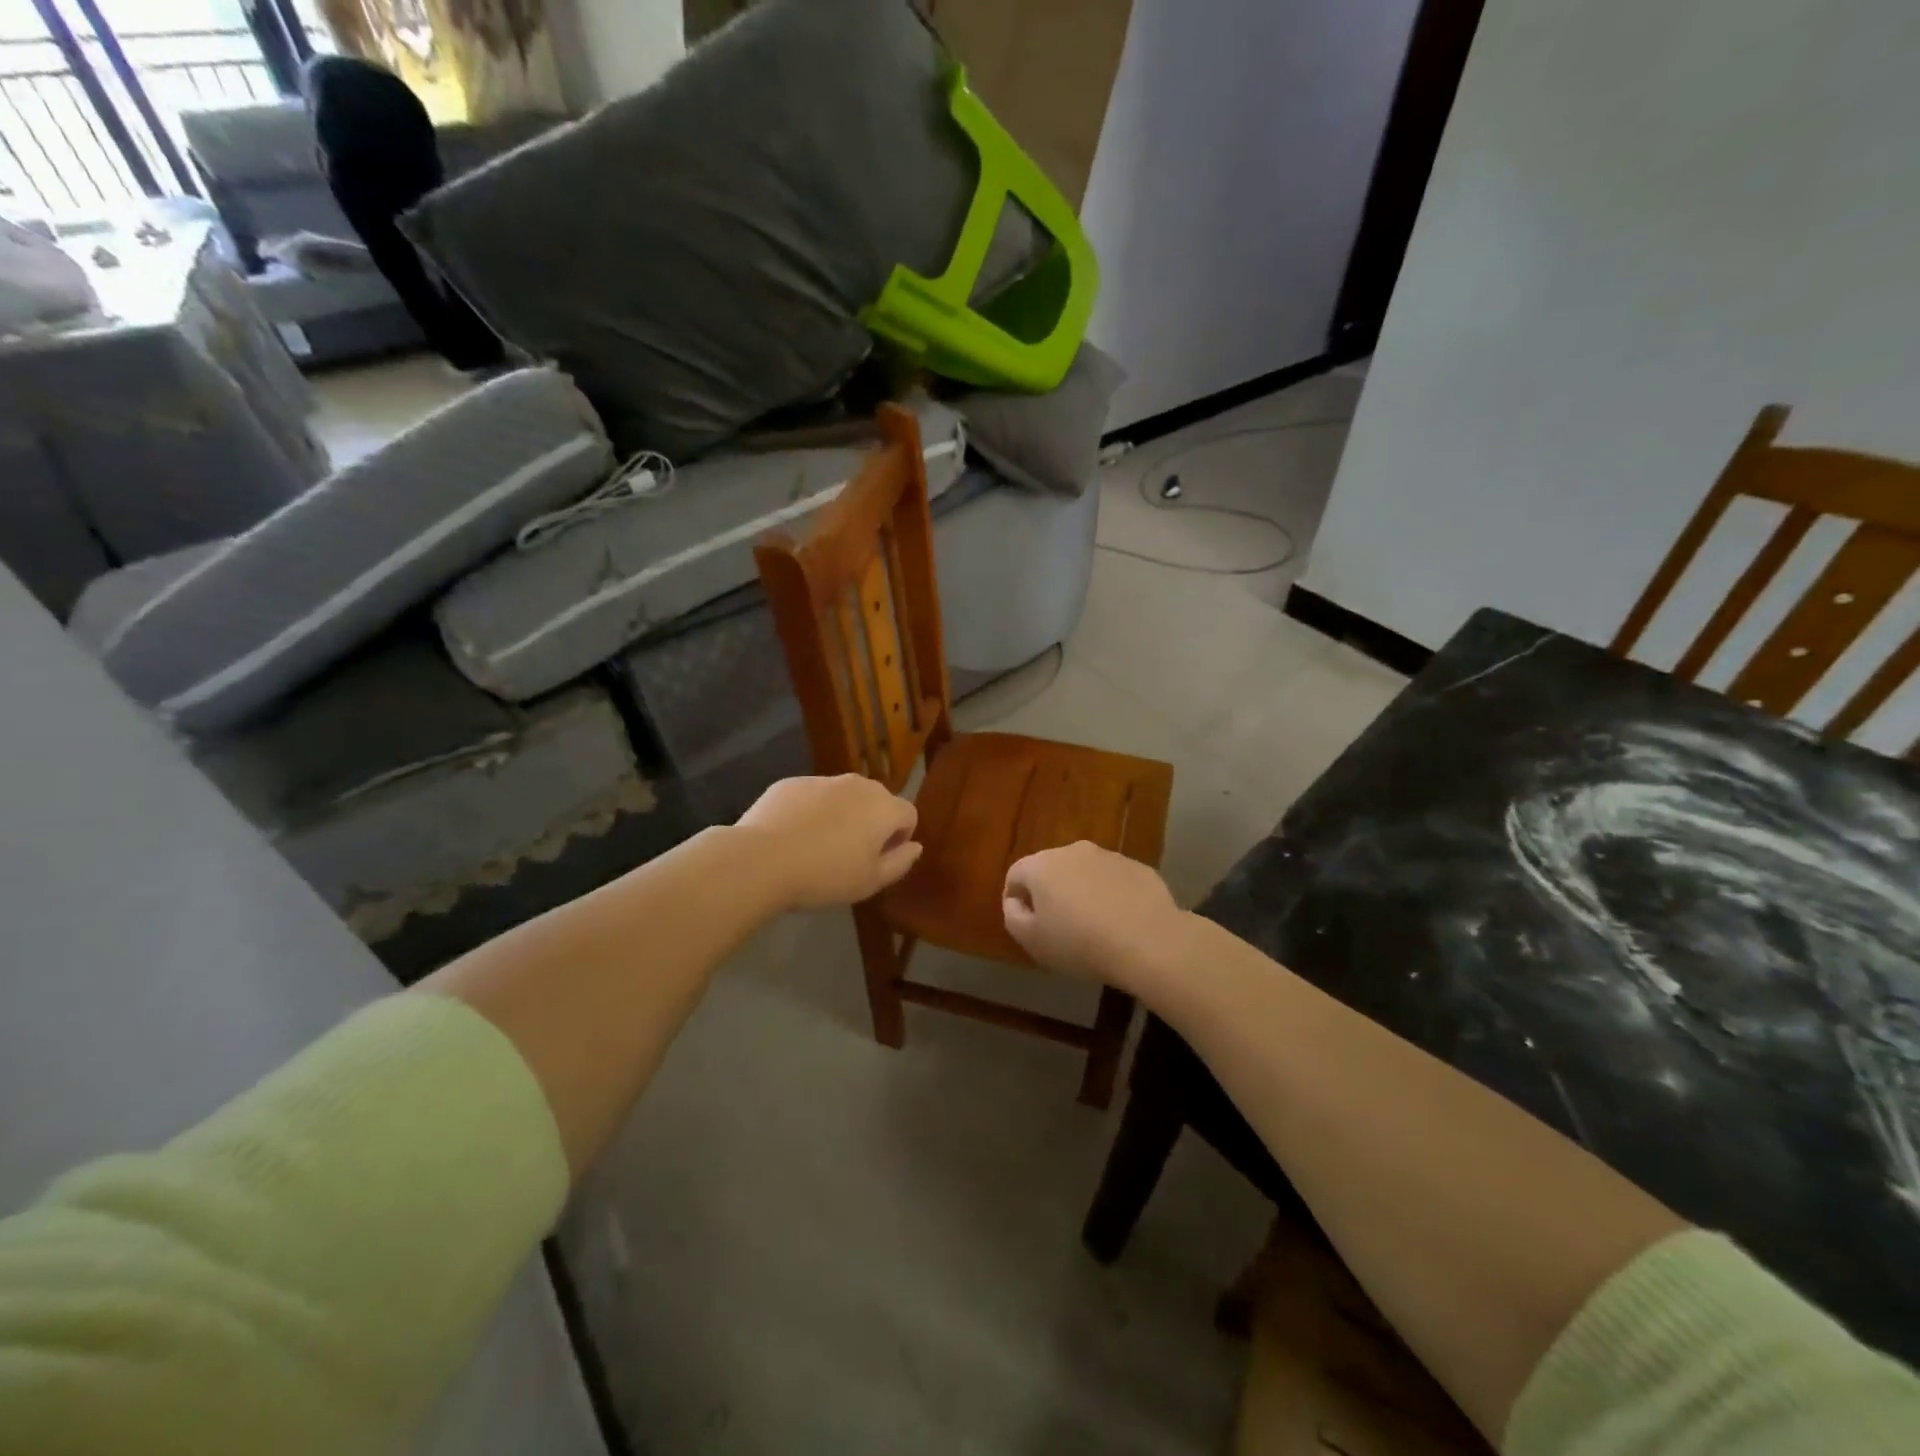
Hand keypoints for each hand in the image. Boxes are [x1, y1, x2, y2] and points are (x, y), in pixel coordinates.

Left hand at [736, 775, 921, 909]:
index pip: (908, 814)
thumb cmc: (825, 875)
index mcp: (883, 807)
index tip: (880, 859)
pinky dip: (811, 811)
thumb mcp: (870, 881)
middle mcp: (858, 785)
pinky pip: (812, 796)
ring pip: (843, 796)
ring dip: (842, 815)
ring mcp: (822, 780)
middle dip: (872, 822)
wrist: (761, 859)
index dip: (900, 837)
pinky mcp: (791, 782)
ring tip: (819, 846)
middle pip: (877, 801)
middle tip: (852, 854)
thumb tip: (915, 846)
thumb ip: (900, 862)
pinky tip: (793, 837)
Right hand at [1002, 842, 1188, 987]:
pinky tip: (1121, 923)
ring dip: (1082, 892)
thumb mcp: (1033, 941)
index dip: (1015, 898)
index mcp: (1042, 866)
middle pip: (1051, 869)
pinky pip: (1114, 880)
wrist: (1148, 941)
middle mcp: (1073, 851)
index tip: (1025, 924)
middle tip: (1057, 926)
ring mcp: (1109, 856)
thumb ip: (1013, 917)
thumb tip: (1015, 902)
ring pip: (1084, 873)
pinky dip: (1111, 895)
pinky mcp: (1138, 868)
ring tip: (1093, 926)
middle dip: (1050, 893)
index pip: (1016, 874)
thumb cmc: (1080, 943)